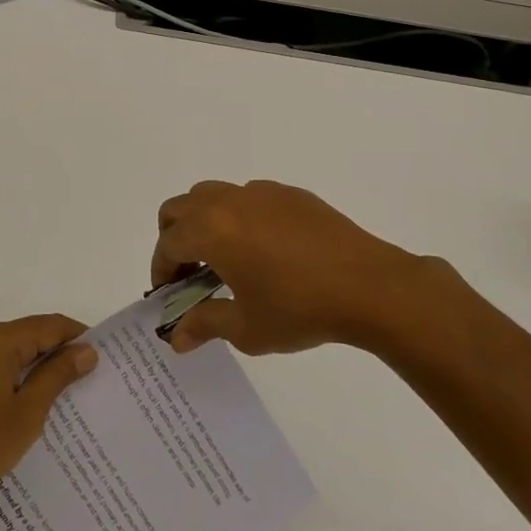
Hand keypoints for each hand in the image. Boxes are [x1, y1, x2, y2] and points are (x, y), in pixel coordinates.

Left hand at [0, 314, 98, 516]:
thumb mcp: (27, 412)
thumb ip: (57, 375)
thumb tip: (86, 350)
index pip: (49, 325)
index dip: (78, 337)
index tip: (103, 358)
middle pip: (28, 336)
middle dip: (57, 355)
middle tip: (88, 381)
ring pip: (8, 354)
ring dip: (34, 370)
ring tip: (61, 398)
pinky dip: (11, 381)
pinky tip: (23, 409)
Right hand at [153, 180, 465, 354]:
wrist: (369, 286)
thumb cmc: (300, 309)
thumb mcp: (247, 327)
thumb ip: (205, 325)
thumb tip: (176, 338)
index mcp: (211, 230)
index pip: (168, 243)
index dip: (161, 269)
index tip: (168, 294)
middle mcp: (229, 202)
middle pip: (179, 207)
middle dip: (174, 238)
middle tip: (189, 272)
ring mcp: (261, 192)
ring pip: (212, 195)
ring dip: (204, 222)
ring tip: (224, 258)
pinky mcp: (290, 194)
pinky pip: (249, 197)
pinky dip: (239, 217)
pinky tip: (264, 250)